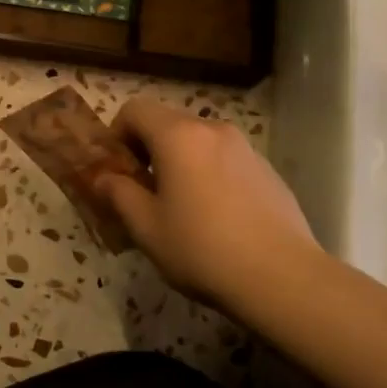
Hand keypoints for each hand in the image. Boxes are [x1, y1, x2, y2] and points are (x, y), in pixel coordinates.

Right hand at [94, 98, 318, 315]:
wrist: (282, 277)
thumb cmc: (202, 249)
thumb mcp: (147, 228)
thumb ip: (119, 195)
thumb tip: (103, 179)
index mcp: (178, 136)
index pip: (135, 109)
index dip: (117, 133)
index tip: (117, 170)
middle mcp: (213, 129)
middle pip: (168, 122)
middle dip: (148, 149)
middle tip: (143, 191)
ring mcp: (245, 148)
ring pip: (199, 142)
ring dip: (180, 162)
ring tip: (181, 207)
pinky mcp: (267, 170)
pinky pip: (225, 160)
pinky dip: (210, 174)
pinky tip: (217, 217)